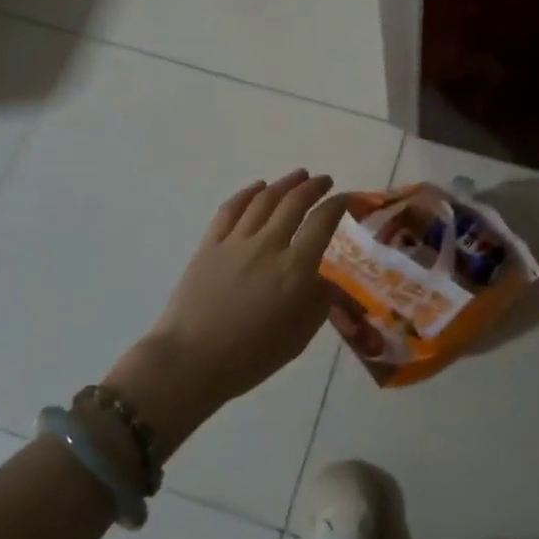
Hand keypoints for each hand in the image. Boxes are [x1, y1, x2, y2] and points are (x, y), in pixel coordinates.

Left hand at [108, 171, 348, 454]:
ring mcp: (236, 241)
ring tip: (299, 176)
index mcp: (295, 269)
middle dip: (314, 187)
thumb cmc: (250, 356)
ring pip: (264, 199)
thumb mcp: (299, 336)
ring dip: (285, 183)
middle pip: (294, 202)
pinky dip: (247, 193)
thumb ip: (319, 302)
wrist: (190, 362)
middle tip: (325, 181)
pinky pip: (231, 209)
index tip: (347, 198)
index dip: (338, 205)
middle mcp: (268, 245)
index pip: (322, 223)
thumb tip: (330, 279)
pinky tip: (258, 187)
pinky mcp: (209, 244)